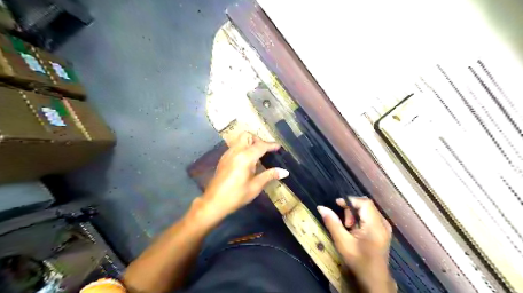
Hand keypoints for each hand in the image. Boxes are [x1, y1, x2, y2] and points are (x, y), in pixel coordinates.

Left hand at [201, 133, 290, 219]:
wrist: (214, 202)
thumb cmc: (236, 195)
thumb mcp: (255, 186)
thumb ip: (269, 175)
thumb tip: (284, 172)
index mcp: (245, 157)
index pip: (260, 146)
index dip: (271, 145)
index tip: (279, 147)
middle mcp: (235, 152)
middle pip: (247, 136)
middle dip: (258, 140)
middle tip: (265, 151)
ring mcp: (227, 154)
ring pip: (240, 140)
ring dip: (250, 143)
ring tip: (257, 156)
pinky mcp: (223, 158)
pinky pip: (235, 147)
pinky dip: (243, 148)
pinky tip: (247, 162)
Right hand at [316, 196, 393, 292]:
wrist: (374, 280)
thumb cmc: (358, 261)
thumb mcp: (342, 242)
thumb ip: (332, 223)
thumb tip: (321, 207)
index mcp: (375, 226)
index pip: (364, 202)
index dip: (350, 200)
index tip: (337, 204)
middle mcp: (383, 224)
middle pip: (366, 205)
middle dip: (352, 209)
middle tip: (345, 223)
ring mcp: (385, 227)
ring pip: (368, 210)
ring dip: (355, 214)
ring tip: (349, 228)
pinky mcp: (383, 231)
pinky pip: (371, 217)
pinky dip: (360, 219)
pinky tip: (355, 230)